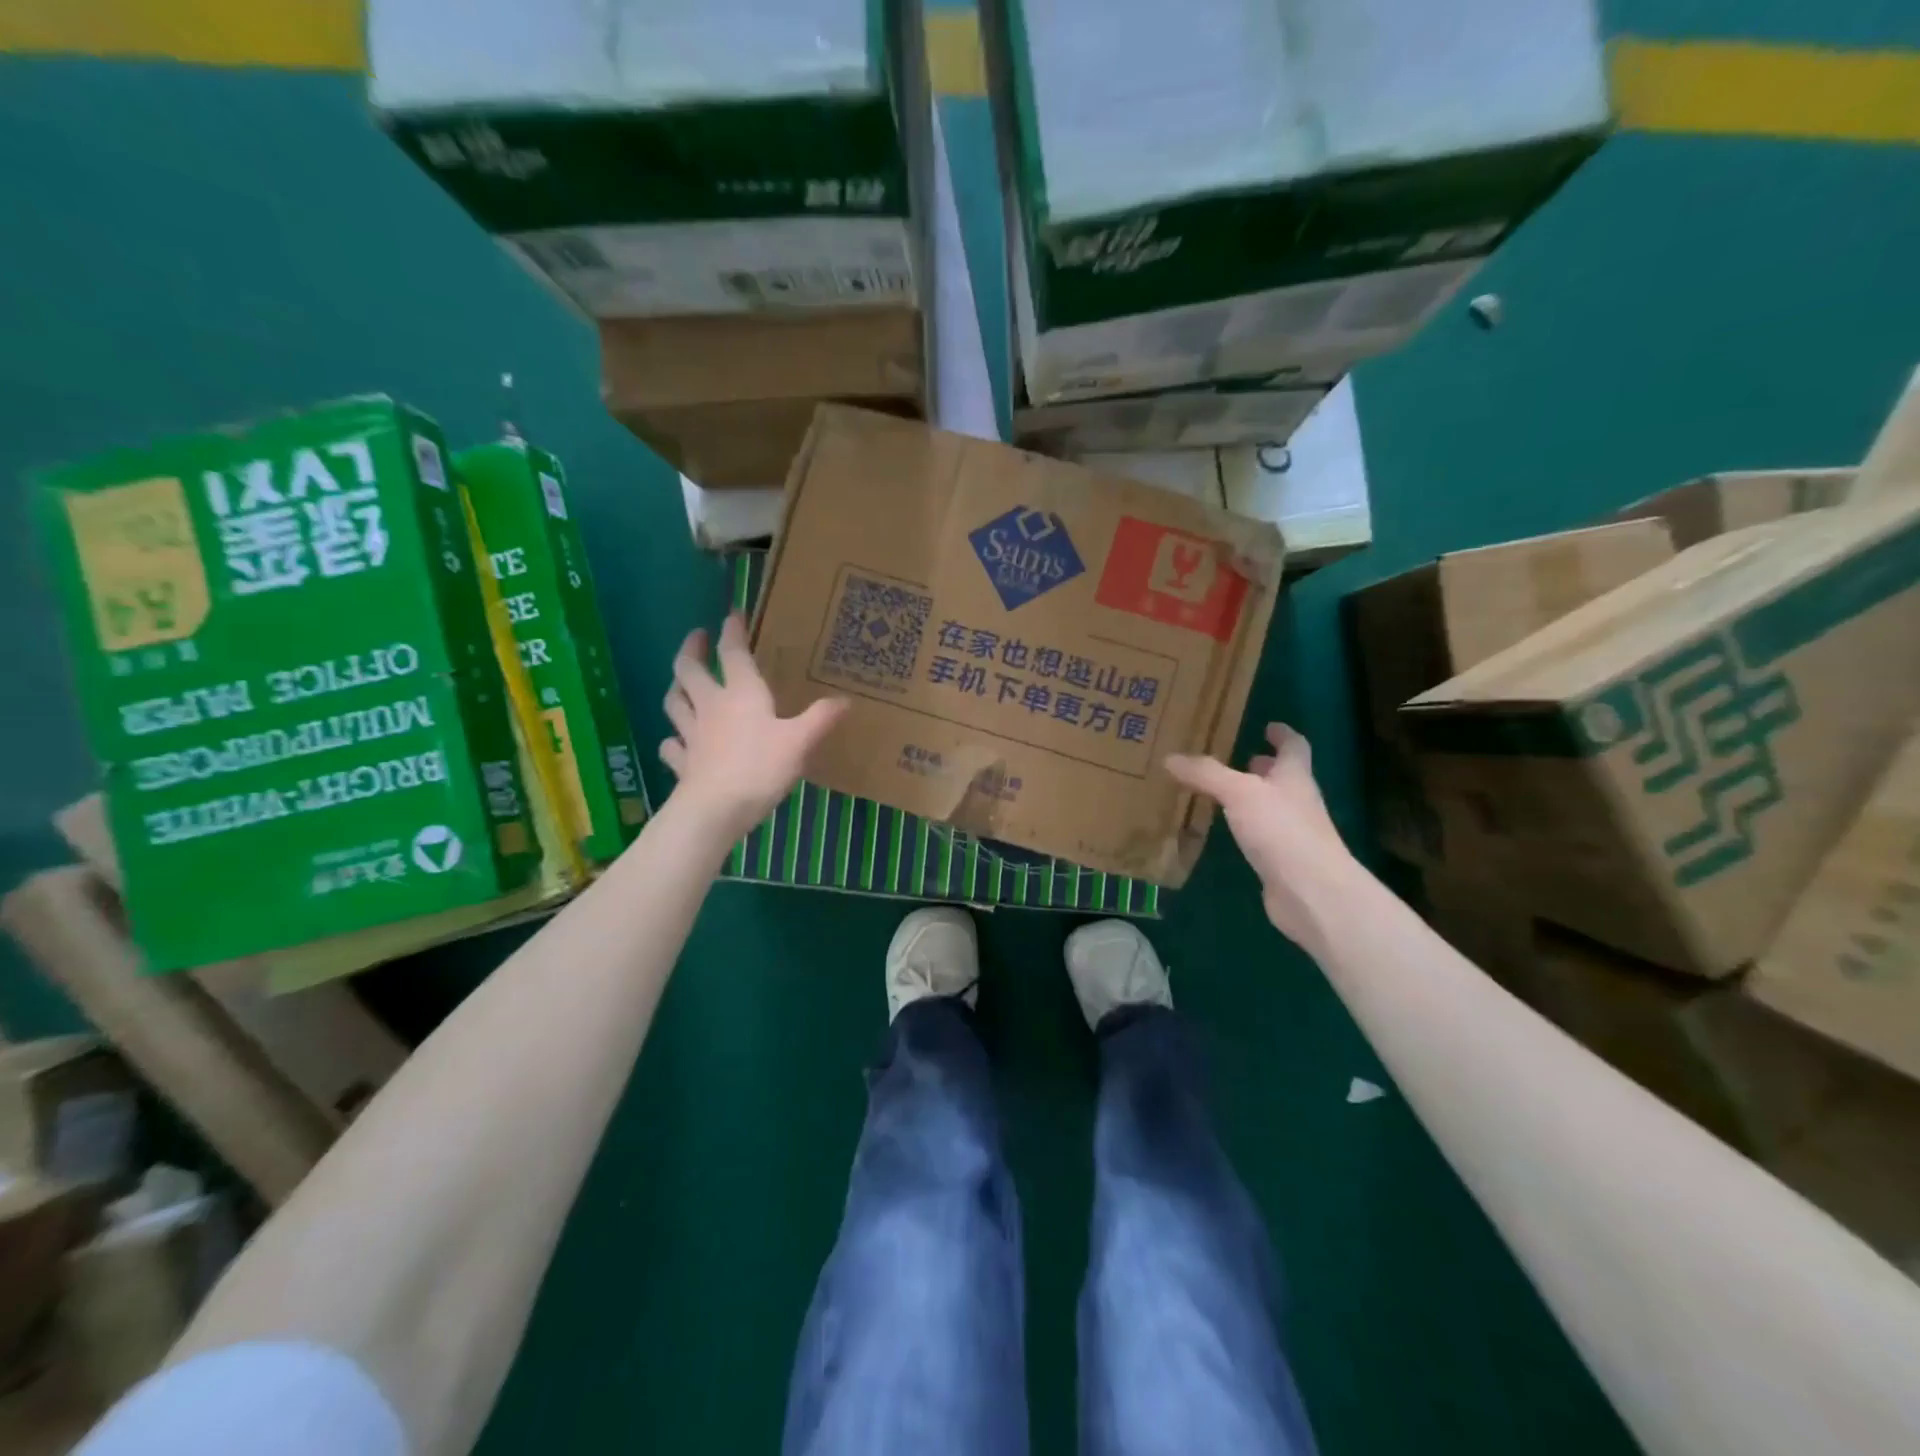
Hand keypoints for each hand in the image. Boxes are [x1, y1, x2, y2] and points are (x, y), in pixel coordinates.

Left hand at [660, 614, 848, 840]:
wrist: (715, 810)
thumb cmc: (760, 768)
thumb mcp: (800, 742)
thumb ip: (821, 719)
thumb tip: (846, 700)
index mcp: (740, 694)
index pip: (732, 653)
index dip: (732, 631)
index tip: (732, 614)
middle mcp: (711, 707)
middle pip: (689, 670)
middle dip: (691, 649)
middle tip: (697, 637)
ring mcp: (691, 735)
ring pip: (675, 702)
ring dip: (677, 688)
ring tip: (682, 682)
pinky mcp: (682, 763)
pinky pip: (672, 746)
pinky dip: (673, 740)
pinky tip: (677, 742)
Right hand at [1166, 723, 1360, 946]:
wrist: (1311, 892)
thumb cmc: (1281, 830)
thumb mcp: (1239, 793)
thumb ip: (1206, 774)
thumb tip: (1170, 757)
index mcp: (1294, 776)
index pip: (1294, 747)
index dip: (1283, 734)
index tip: (1269, 725)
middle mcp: (1297, 801)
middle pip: (1283, 777)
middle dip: (1263, 766)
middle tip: (1237, 757)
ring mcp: (1291, 833)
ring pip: (1270, 806)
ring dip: (1251, 797)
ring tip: (1221, 791)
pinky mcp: (1281, 861)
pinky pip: (1260, 835)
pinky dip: (1244, 826)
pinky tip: (1224, 830)